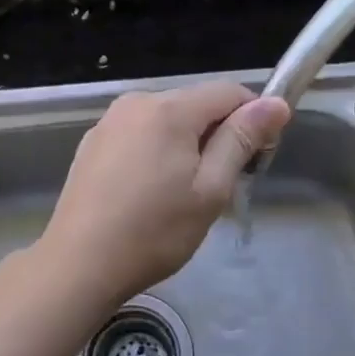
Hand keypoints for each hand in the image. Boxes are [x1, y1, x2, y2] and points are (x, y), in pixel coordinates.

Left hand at [38, 83, 290, 311]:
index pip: (229, 92)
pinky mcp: (93, 142)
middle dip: (216, 135)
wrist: (79, 263)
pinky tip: (147, 192)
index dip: (252, 119)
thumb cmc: (154, 231)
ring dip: (186, 145)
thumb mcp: (210, 189)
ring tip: (181, 194)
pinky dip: (155, 152)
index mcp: (169, 109)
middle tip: (217, 187)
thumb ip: (242, 139)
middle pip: (196, 104)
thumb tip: (275, 103)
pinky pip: (139, 134)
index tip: (254, 161)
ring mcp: (109, 121)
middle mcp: (137, 101)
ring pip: (167, 120)